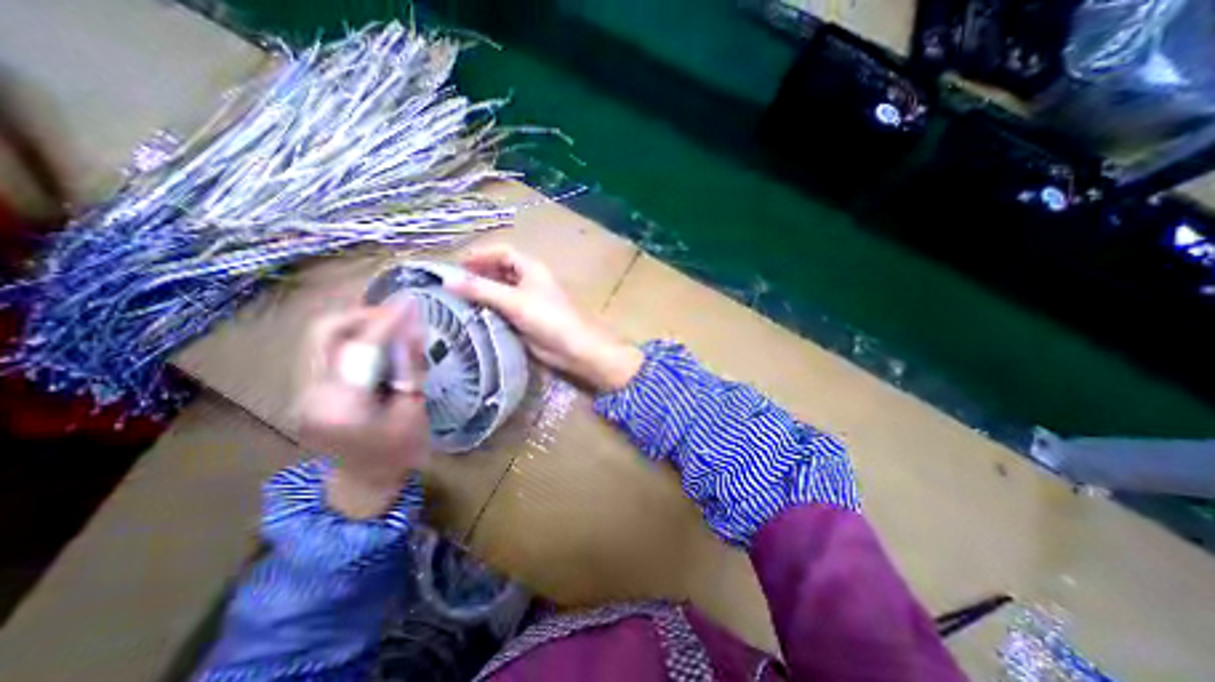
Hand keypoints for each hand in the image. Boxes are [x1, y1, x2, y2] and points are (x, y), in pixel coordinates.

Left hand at [291, 302, 429, 517]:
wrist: (366, 481)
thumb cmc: (399, 450)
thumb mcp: (413, 409)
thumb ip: (410, 366)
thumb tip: (415, 326)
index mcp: (340, 406)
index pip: (361, 347)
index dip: (387, 320)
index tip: (409, 301)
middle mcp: (309, 394)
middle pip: (323, 333)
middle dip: (362, 314)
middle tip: (396, 312)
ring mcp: (301, 392)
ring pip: (319, 338)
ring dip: (355, 323)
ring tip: (389, 323)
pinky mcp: (305, 390)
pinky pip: (324, 350)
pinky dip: (350, 337)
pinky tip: (374, 339)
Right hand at [448, 245, 643, 392]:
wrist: (573, 348)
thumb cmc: (548, 318)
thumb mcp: (513, 301)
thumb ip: (481, 290)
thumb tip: (446, 280)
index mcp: (531, 268)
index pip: (502, 253)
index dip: (481, 255)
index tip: (456, 265)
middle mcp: (529, 281)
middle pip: (500, 271)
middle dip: (478, 274)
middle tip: (452, 284)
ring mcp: (528, 301)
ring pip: (500, 291)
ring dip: (482, 293)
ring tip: (456, 300)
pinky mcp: (526, 319)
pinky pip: (503, 309)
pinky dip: (488, 310)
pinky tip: (471, 316)